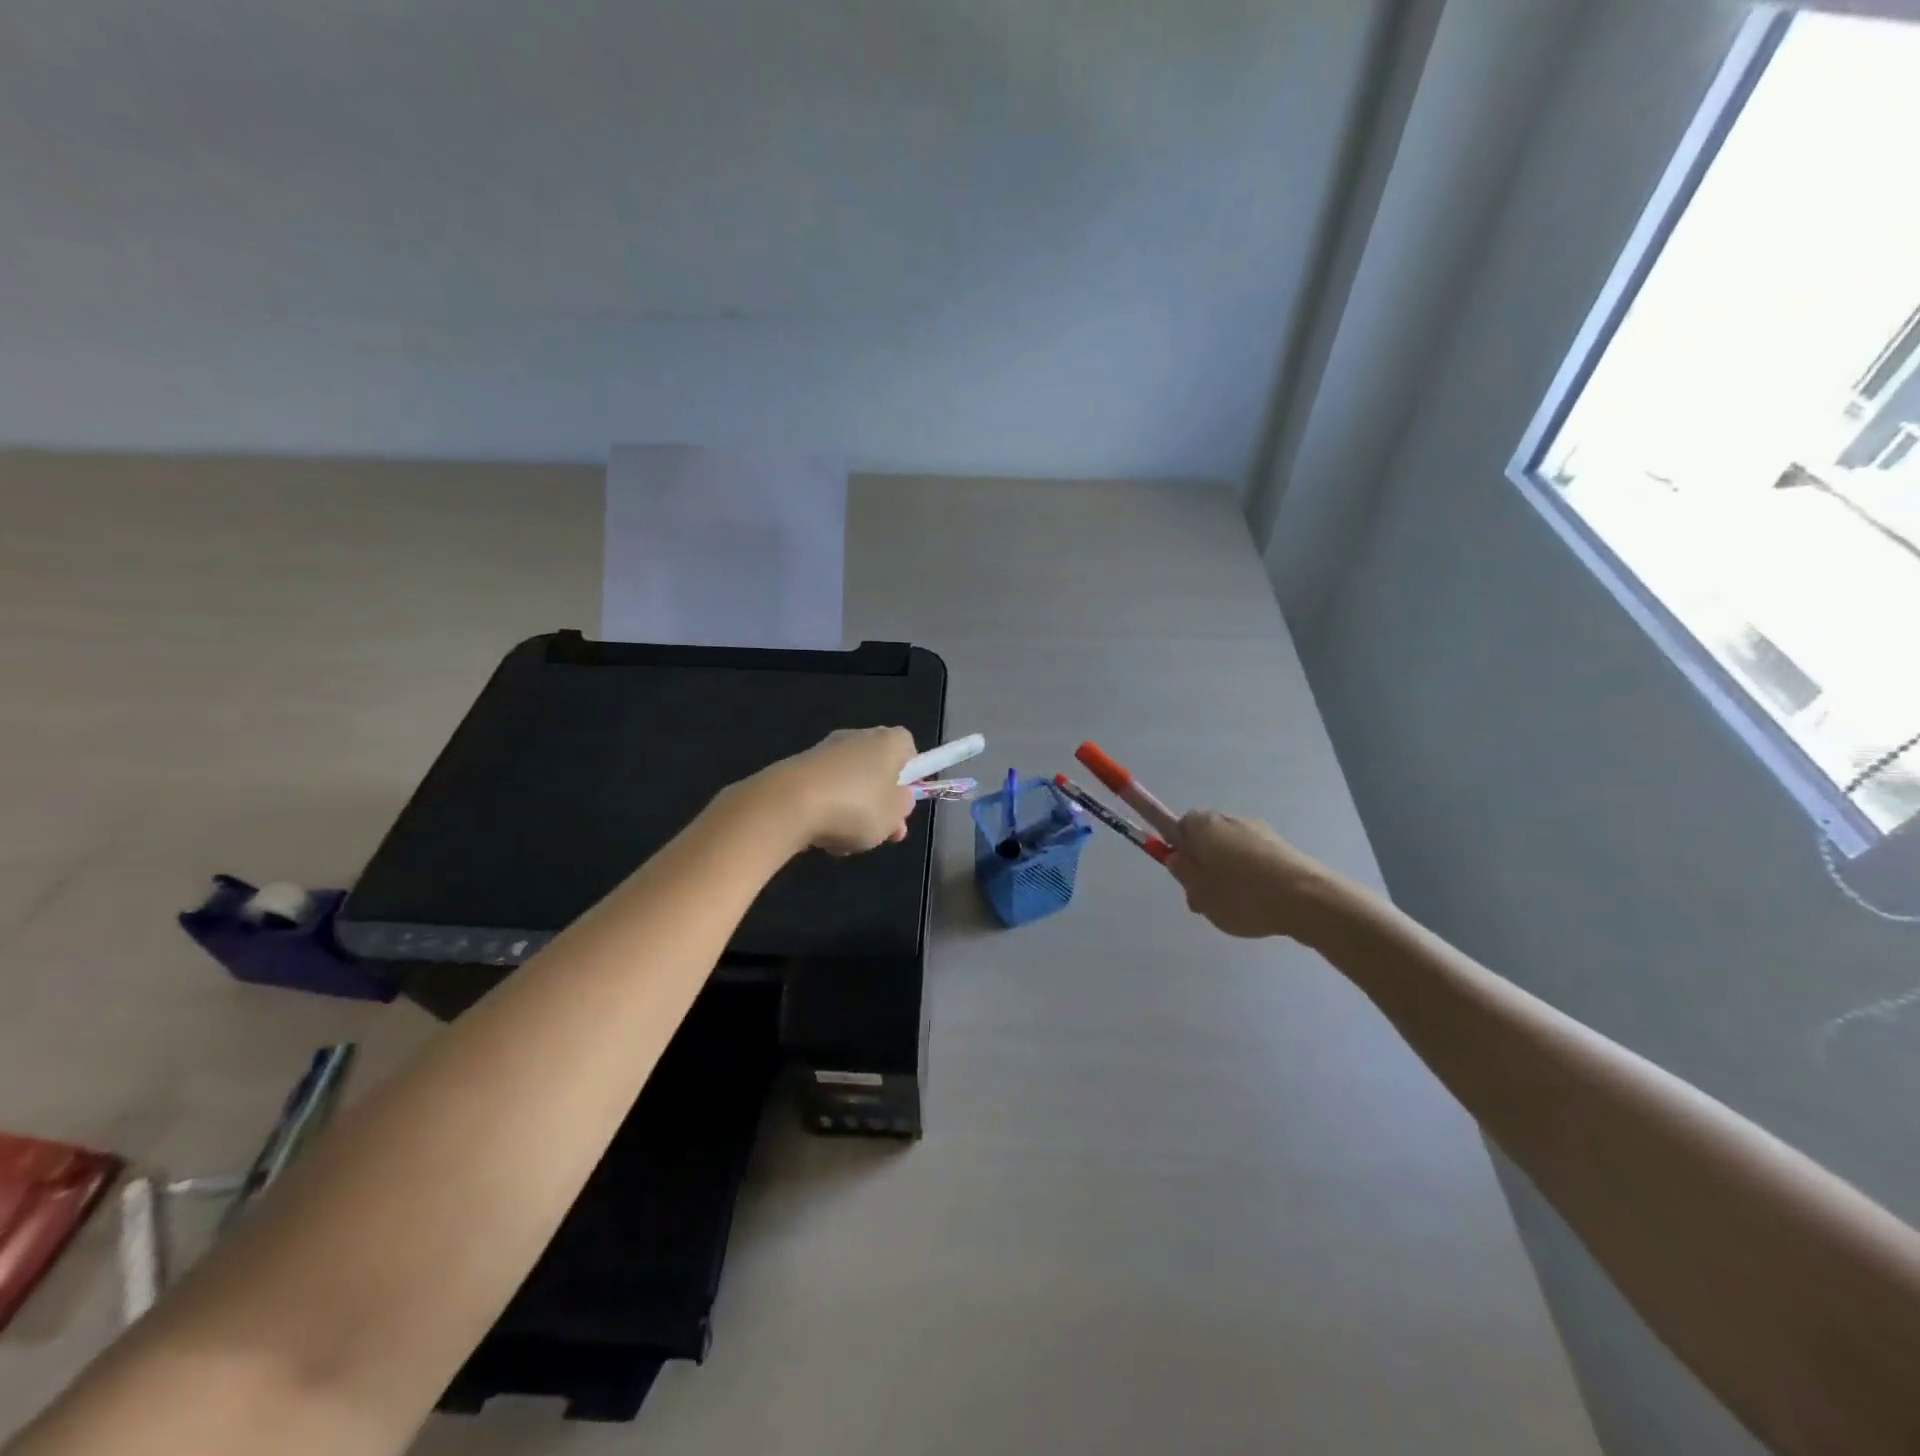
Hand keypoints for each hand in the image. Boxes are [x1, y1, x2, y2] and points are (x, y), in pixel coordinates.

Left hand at [763, 726, 918, 855]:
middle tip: (880, 832)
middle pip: (877, 769)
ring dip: (852, 811)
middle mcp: (858, 737)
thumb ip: (903, 805)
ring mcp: (825, 750)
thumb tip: (899, 797)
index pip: (908, 749)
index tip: (903, 802)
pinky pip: (824, 791)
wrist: (789, 804)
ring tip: (845, 842)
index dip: (910, 776)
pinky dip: (826, 811)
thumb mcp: (894, 816)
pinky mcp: (799, 767)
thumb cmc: (856, 807)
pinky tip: (821, 835)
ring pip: (850, 784)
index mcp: (889, 741)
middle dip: (879, 801)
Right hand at [1166, 809, 1338, 940]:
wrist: (1308, 900)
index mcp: (1203, 824)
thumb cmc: (1242, 895)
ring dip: (1229, 872)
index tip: (1184, 875)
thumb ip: (1182, 873)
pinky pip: (1256, 860)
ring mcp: (1260, 831)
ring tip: (1237, 907)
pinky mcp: (1283, 847)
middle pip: (1207, 839)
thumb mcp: (1199, 892)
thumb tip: (1176, 857)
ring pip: (1232, 851)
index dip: (1178, 850)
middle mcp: (1230, 819)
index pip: (1179, 826)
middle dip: (1204, 864)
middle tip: (1206, 897)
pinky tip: (1260, 903)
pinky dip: (1252, 876)